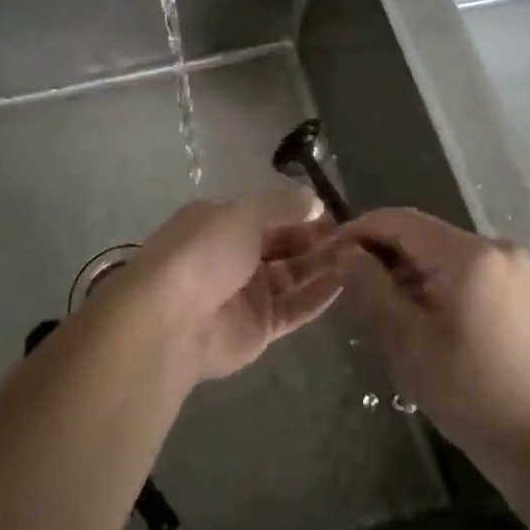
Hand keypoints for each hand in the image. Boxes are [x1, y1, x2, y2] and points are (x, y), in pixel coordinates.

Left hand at [118, 190, 344, 382]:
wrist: (172, 321)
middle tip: (353, 236)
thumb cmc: (205, 252)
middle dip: (316, 239)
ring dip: (322, 265)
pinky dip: (318, 296)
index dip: (300, 213)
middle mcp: (234, 256)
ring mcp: (247, 294)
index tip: (334, 213)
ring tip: (357, 256)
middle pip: (283, 244)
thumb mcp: (242, 213)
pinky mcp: (259, 329)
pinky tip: (345, 282)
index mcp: (221, 223)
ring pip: (293, 276)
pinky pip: (295, 308)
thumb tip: (314, 201)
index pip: (268, 214)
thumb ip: (281, 206)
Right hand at [334, 209, 529, 476]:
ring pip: (440, 253)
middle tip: (346, 282)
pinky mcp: (517, 288)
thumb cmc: (470, 394)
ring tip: (376, 301)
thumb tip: (344, 251)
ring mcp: (511, 267)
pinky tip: (415, 313)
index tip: (327, 252)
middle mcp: (494, 246)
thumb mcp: (407, 341)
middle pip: (422, 234)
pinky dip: (432, 282)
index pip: (400, 221)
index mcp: (470, 254)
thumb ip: (370, 288)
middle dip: (381, 252)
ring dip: (405, 269)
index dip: (359, 230)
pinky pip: (461, 270)